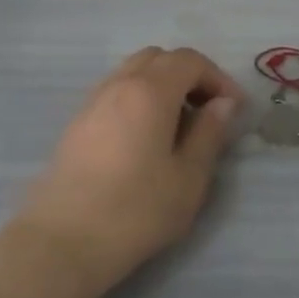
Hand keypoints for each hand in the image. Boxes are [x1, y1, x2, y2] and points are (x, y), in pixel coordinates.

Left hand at [17, 48, 245, 292]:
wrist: (64, 239)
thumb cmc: (137, 210)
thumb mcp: (189, 177)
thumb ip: (209, 133)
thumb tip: (223, 103)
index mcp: (150, 91)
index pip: (189, 60)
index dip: (218, 78)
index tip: (234, 109)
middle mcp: (119, 83)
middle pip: (159, 58)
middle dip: (189, 75)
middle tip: (207, 110)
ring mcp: (93, 100)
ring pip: (133, 71)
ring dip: (162, 84)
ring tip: (178, 124)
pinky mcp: (77, 121)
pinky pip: (115, 90)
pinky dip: (138, 97)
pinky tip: (145, 135)